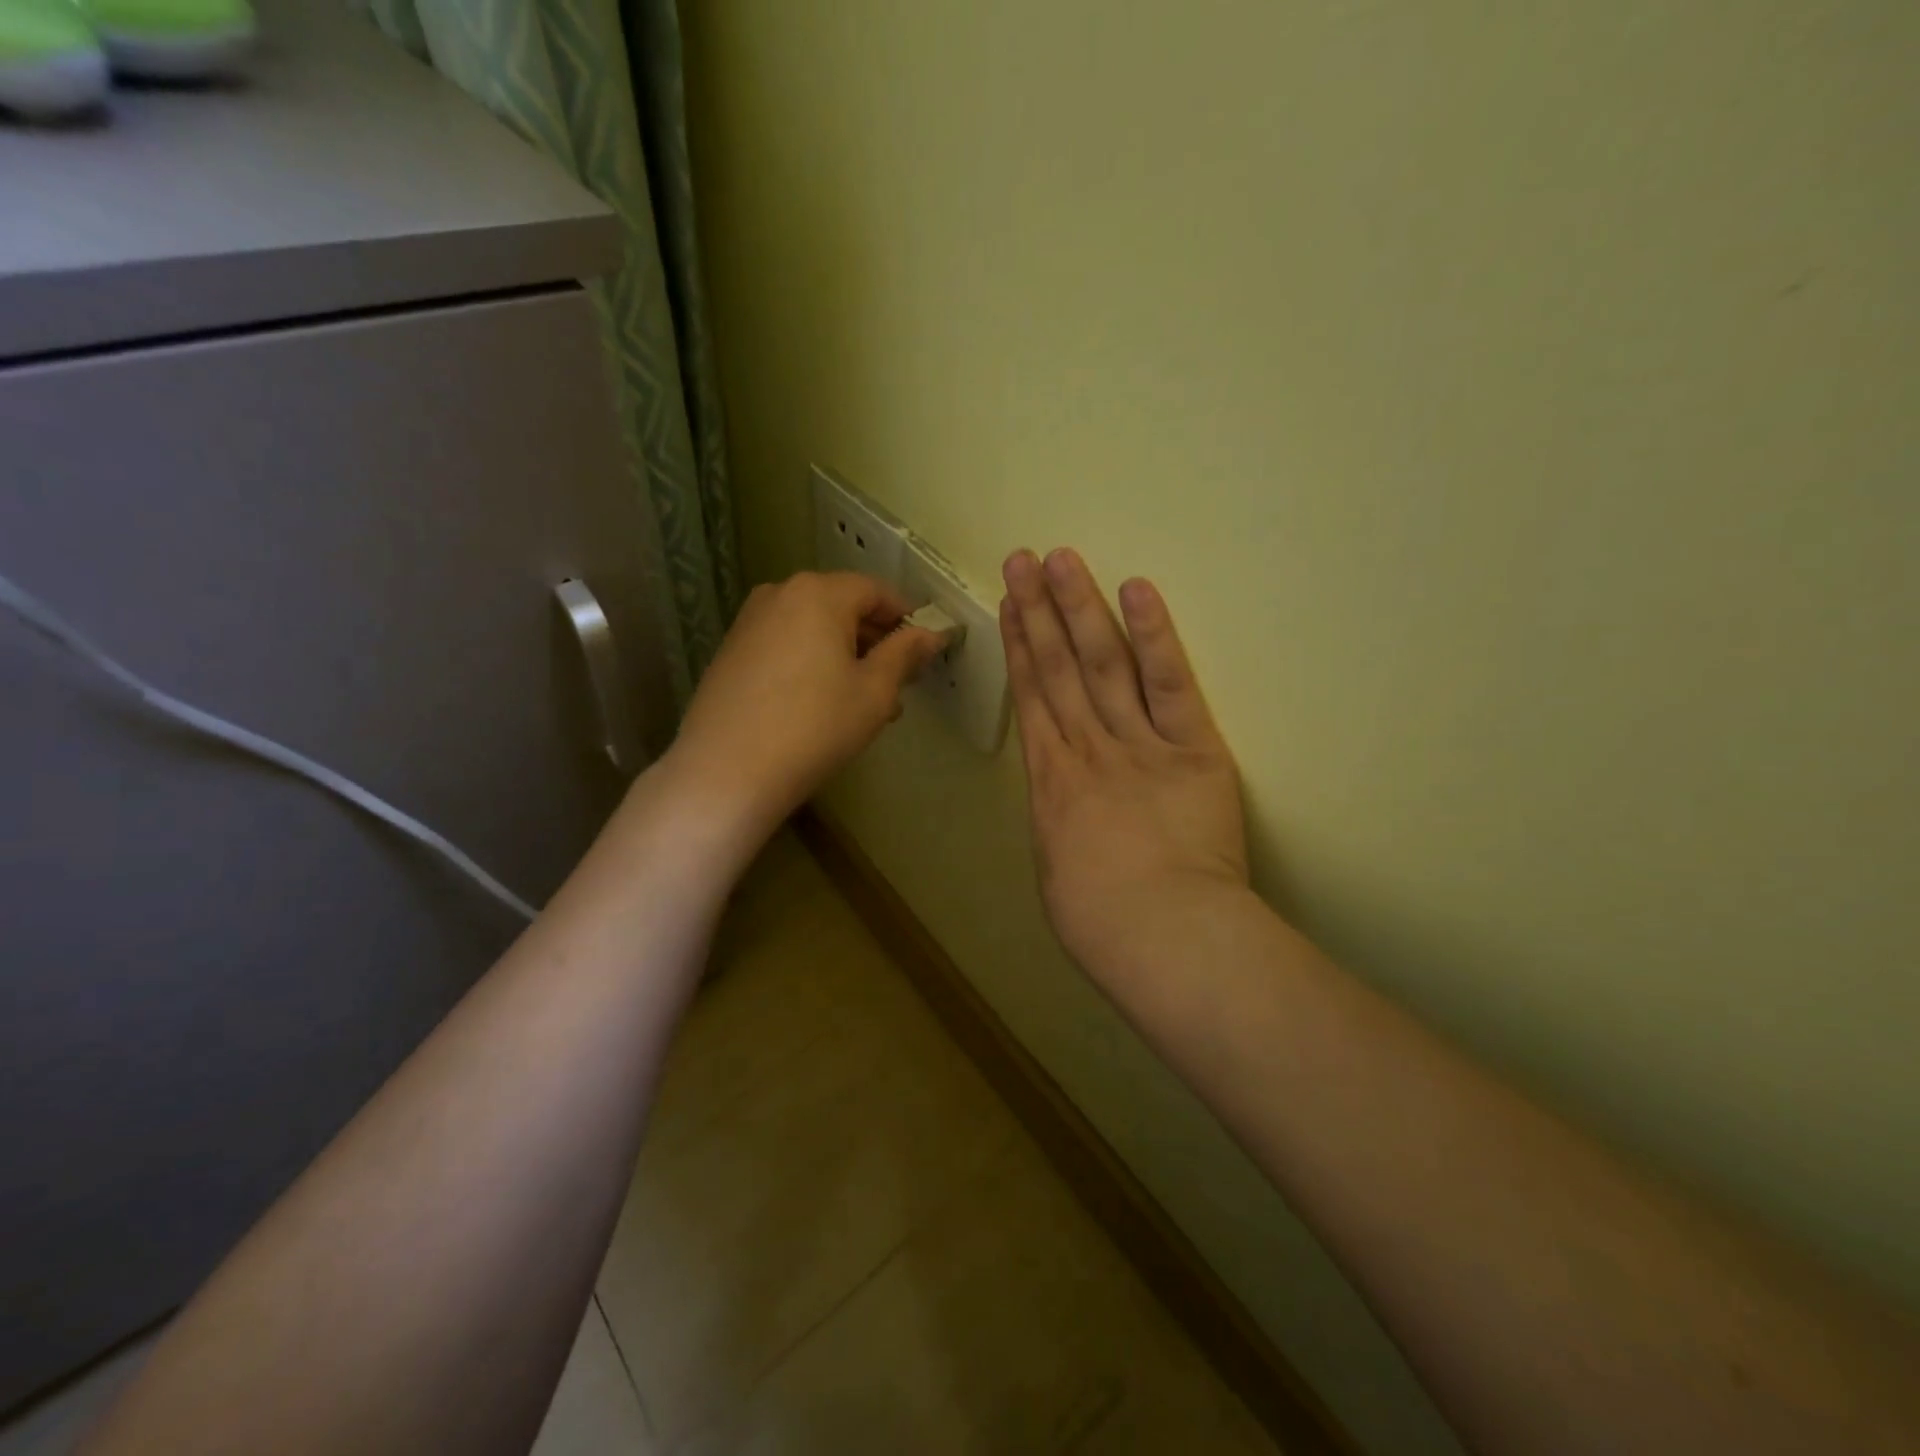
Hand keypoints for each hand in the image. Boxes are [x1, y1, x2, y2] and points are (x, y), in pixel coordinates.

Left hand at [665, 571, 943, 838]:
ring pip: (813, 629)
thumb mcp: (874, 692)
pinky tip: (821, 707)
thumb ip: (905, 654)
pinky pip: (786, 645)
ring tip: (862, 704)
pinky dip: (812, 664)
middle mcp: (780, 594)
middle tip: (897, 685)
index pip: (876, 591)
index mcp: (819, 593)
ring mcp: (750, 622)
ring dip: (845, 656)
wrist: (727, 771)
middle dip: (875, 641)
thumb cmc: (815, 726)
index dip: (906, 617)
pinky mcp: (731, 651)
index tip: (924, 650)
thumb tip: (932, 633)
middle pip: (842, 606)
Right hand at [1000, 548, 1247, 980]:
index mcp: (1051, 782)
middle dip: (1039, 610)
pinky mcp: (1192, 748)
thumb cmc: (1100, 922)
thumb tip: (1065, 811)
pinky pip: (1170, 683)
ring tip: (1062, 559)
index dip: (1019, 647)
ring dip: (1080, 608)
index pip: (1031, 697)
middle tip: (1024, 559)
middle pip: (1058, 667)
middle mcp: (1086, 748)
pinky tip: (1137, 590)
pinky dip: (1154, 635)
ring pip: (1102, 662)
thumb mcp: (1057, 872)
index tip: (1010, 605)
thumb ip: (1061, 827)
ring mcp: (1137, 742)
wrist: (1160, 934)